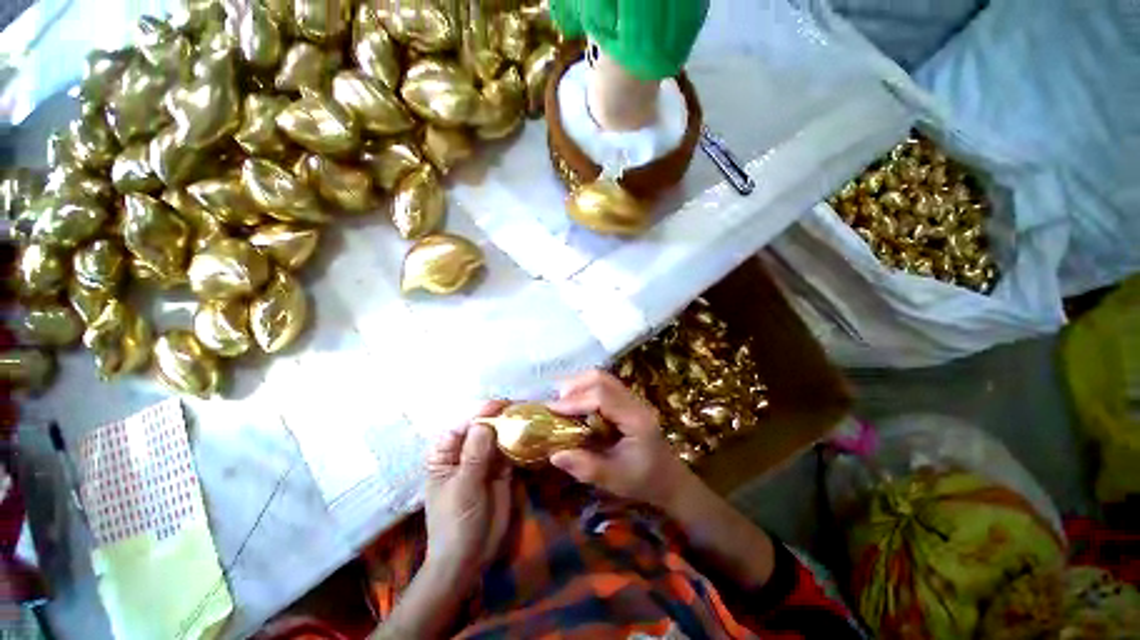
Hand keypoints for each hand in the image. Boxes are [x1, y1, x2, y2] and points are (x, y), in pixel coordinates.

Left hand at [423, 402, 511, 587]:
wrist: (469, 557)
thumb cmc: (456, 522)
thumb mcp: (463, 488)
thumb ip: (475, 455)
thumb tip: (484, 422)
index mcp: (446, 454)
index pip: (461, 425)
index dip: (479, 412)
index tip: (500, 404)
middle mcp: (465, 452)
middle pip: (482, 427)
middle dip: (499, 416)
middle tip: (520, 406)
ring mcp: (484, 460)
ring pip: (498, 437)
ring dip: (512, 427)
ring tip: (529, 413)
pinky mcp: (501, 470)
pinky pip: (510, 450)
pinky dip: (519, 442)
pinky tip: (531, 432)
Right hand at [547, 371, 695, 508]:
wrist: (670, 480)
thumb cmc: (644, 481)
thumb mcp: (615, 480)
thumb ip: (586, 467)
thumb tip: (554, 454)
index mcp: (636, 420)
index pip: (602, 397)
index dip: (575, 400)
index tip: (551, 409)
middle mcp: (635, 402)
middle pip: (602, 379)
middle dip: (575, 385)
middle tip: (555, 402)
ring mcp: (633, 398)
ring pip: (603, 378)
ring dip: (579, 384)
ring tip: (561, 401)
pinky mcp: (627, 401)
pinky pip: (604, 385)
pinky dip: (586, 388)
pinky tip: (575, 403)